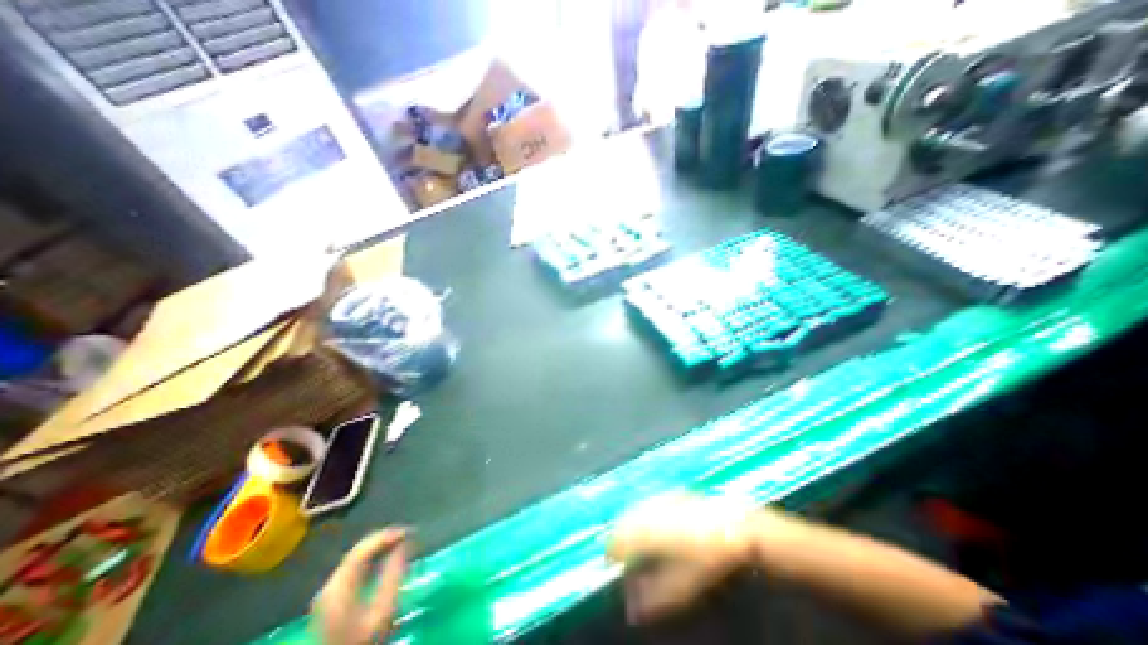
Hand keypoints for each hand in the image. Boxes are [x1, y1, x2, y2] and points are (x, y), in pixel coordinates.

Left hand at [311, 528, 407, 644]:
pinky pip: (355, 567)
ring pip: (357, 557)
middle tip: (408, 535)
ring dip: (380, 547)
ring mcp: (329, 591)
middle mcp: (330, 584)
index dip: (387, 535)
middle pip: (358, 550)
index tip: (409, 531)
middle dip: (384, 539)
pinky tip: (387, 558)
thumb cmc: (362, 641)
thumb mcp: (382, 612)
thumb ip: (393, 575)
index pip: (363, 549)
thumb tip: (404, 545)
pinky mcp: (332, 598)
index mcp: (339, 586)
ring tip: (402, 543)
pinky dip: (373, 558)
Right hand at [608, 493, 801, 624]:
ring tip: (637, 541)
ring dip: (631, 524)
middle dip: (621, 536)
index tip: (612, 565)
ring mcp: (661, 497)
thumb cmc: (710, 557)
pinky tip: (654, 524)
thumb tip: (630, 607)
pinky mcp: (671, 492)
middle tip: (623, 554)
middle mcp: (650, 508)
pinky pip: (649, 503)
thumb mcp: (685, 584)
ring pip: (635, 509)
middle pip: (624, 521)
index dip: (612, 552)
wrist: (736, 524)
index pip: (618, 538)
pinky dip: (644, 514)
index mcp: (648, 529)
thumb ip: (655, 595)